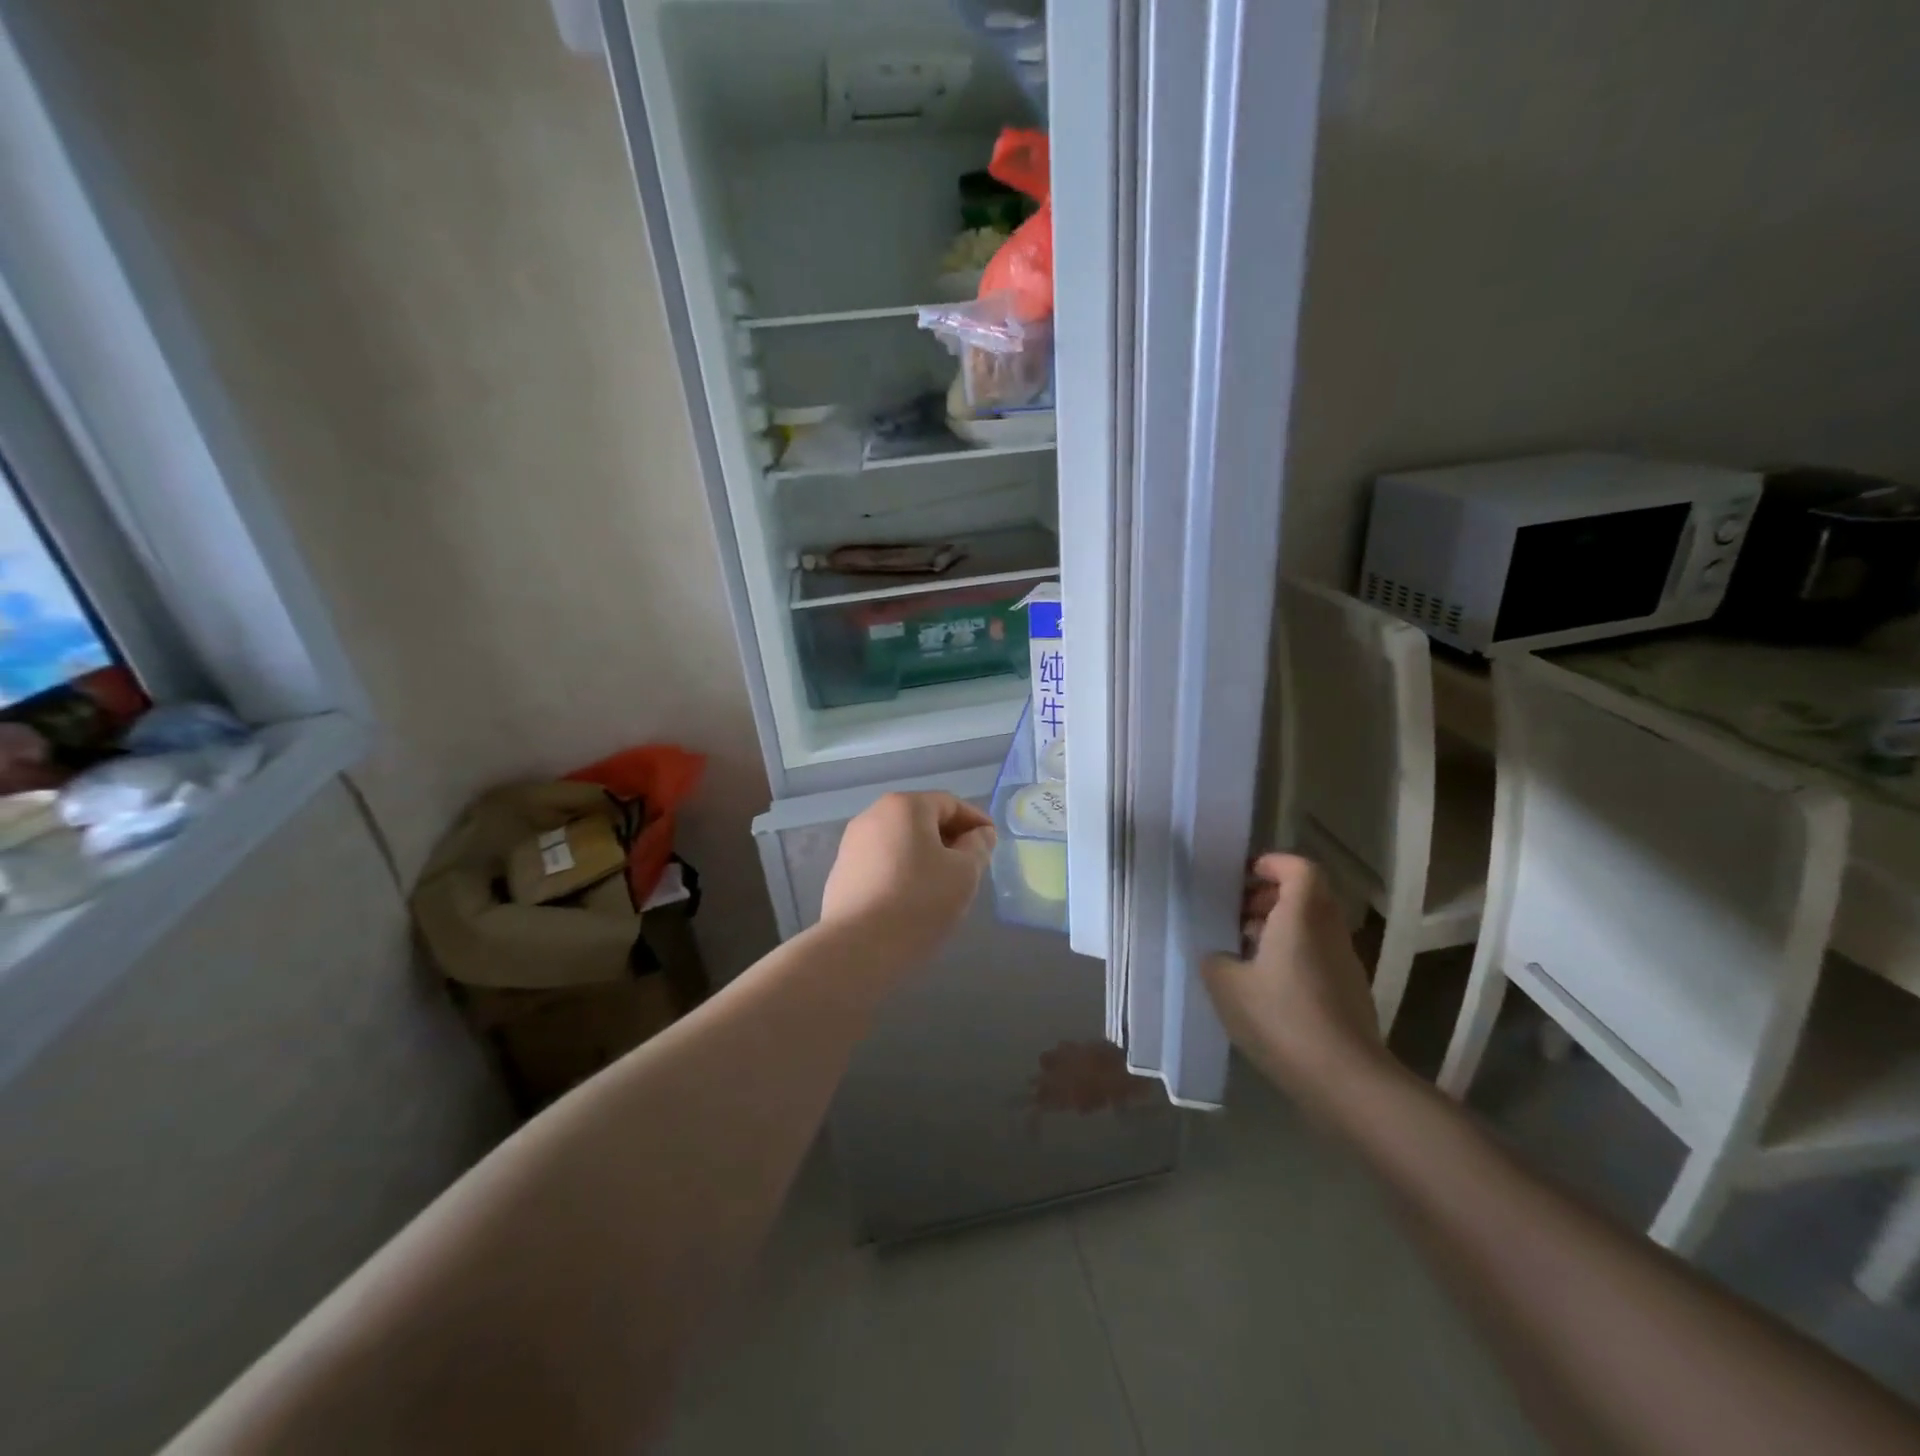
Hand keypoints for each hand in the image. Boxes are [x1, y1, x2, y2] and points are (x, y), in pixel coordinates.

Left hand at [819, 792, 996, 966]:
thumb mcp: (964, 873)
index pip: (950, 804)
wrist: (857, 948)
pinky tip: (913, 899)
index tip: (992, 844)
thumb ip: (978, 847)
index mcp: (904, 806)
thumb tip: (980, 834)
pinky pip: (883, 863)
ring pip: (902, 842)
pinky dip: (903, 872)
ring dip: (927, 857)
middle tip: (972, 867)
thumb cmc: (919, 901)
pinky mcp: (842, 873)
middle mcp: (873, 816)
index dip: (976, 821)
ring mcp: (852, 844)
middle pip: (922, 820)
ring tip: (944, 886)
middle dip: (951, 839)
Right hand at [1201, 853, 1384, 1104]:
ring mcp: (1344, 963)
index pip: (1300, 868)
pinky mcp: (1349, 992)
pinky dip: (1292, 954)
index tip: (1244, 877)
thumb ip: (1216, 959)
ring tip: (1243, 951)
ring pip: (1312, 926)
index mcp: (1301, 916)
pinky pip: (1318, 954)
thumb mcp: (1227, 986)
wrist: (1346, 1081)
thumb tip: (1220, 954)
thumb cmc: (1282, 1019)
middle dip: (1270, 896)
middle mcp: (1328, 931)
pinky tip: (1264, 986)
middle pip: (1307, 895)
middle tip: (1236, 913)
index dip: (1273, 864)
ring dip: (1279, 927)